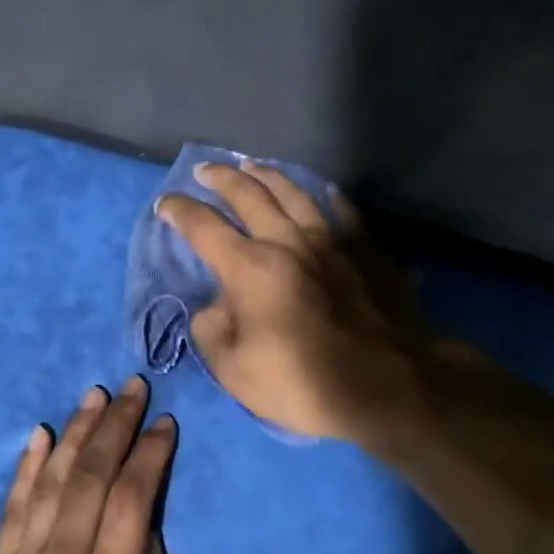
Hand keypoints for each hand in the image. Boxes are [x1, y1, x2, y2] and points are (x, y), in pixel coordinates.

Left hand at [0, 377, 189, 553]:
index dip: (150, 454)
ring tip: (92, 397)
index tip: (164, 423)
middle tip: (131, 387)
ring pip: (52, 480)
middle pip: (93, 475)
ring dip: (75, 433)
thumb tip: (155, 544)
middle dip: (115, 425)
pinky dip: (26, 468)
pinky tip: (38, 437)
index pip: (134, 497)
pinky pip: (13, 508)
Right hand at [155, 161, 433, 443]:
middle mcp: (289, 242)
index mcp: (250, 268)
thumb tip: (213, 308)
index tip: (165, 203)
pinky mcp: (368, 251)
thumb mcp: (235, 372)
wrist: (388, 387)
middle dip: (221, 179)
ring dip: (269, 175)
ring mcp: (333, 241)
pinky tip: (325, 191)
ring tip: (253, 166)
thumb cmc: (304, 383)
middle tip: (205, 171)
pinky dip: (331, 198)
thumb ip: (212, 333)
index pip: (204, 227)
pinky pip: (346, 212)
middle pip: (249, 195)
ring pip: (296, 193)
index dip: (180, 211)